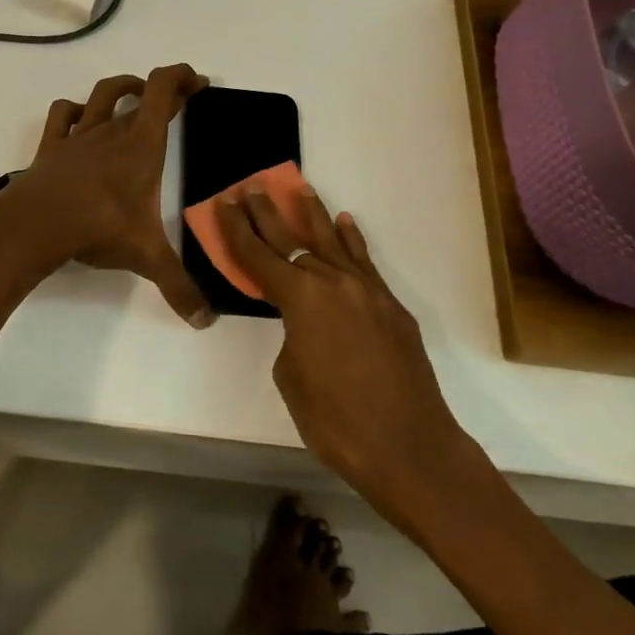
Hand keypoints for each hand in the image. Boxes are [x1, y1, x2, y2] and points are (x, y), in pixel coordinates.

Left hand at [0, 64, 215, 326]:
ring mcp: (79, 136)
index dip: (183, 77)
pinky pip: (63, 114)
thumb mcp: (146, 257)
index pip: (165, 90)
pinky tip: (82, 119)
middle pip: (142, 93)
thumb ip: (179, 287)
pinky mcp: (51, 147)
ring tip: (135, 94)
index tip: (199, 82)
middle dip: (164, 91)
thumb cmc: (98, 228)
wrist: (36, 225)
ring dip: (122, 88)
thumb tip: (206, 322)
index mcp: (142, 145)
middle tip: (180, 99)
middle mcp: (113, 131)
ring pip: (102, 95)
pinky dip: (75, 110)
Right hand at [214, 185, 466, 528]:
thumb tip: (305, 324)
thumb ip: (292, 336)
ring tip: (299, 188)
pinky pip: (364, 262)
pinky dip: (352, 241)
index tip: (224, 203)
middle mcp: (333, 282)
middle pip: (292, 239)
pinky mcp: (391, 305)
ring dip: (313, 215)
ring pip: (333, 241)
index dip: (236, 230)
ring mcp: (367, 291)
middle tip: (252, 187)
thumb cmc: (337, 422)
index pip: (258, 256)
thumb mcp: (292, 379)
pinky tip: (345, 223)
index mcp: (300, 299)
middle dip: (268, 213)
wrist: (410, 447)